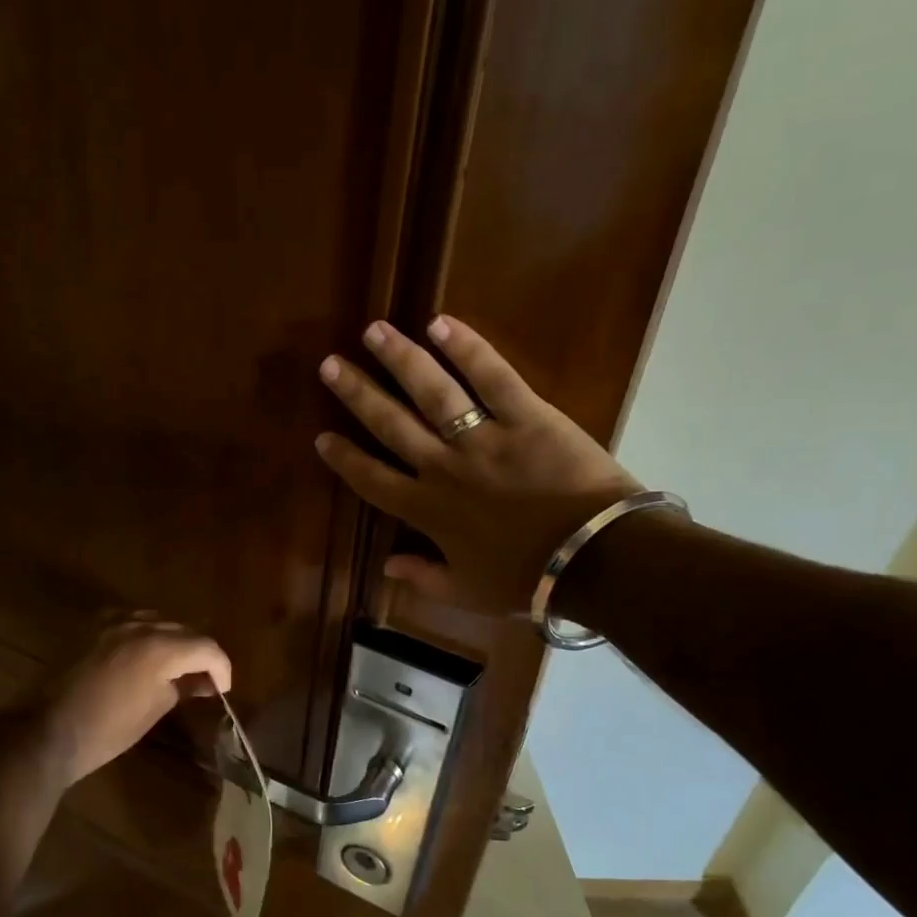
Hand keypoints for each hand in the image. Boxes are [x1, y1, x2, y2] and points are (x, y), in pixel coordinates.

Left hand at [31, 620, 231, 785]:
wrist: (46, 731)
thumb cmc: (106, 731)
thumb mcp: (153, 710)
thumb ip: (182, 688)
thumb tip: (202, 682)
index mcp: (159, 648)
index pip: (207, 648)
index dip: (222, 667)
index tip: (223, 689)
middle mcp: (139, 625)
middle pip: (184, 630)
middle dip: (199, 653)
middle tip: (204, 680)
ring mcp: (112, 622)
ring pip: (158, 621)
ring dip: (173, 640)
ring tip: (175, 666)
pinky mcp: (92, 627)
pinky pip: (130, 621)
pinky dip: (144, 634)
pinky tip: (143, 654)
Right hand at [315, 316, 640, 617]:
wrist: (594, 559)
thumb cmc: (529, 581)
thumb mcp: (469, 593)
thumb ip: (424, 579)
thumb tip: (386, 566)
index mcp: (427, 511)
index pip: (373, 480)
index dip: (345, 459)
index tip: (322, 436)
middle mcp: (443, 468)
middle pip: (390, 424)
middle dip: (357, 394)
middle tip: (330, 365)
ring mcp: (483, 438)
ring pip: (432, 392)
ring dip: (400, 359)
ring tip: (374, 331)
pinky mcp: (526, 415)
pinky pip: (492, 377)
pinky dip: (467, 349)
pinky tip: (440, 323)